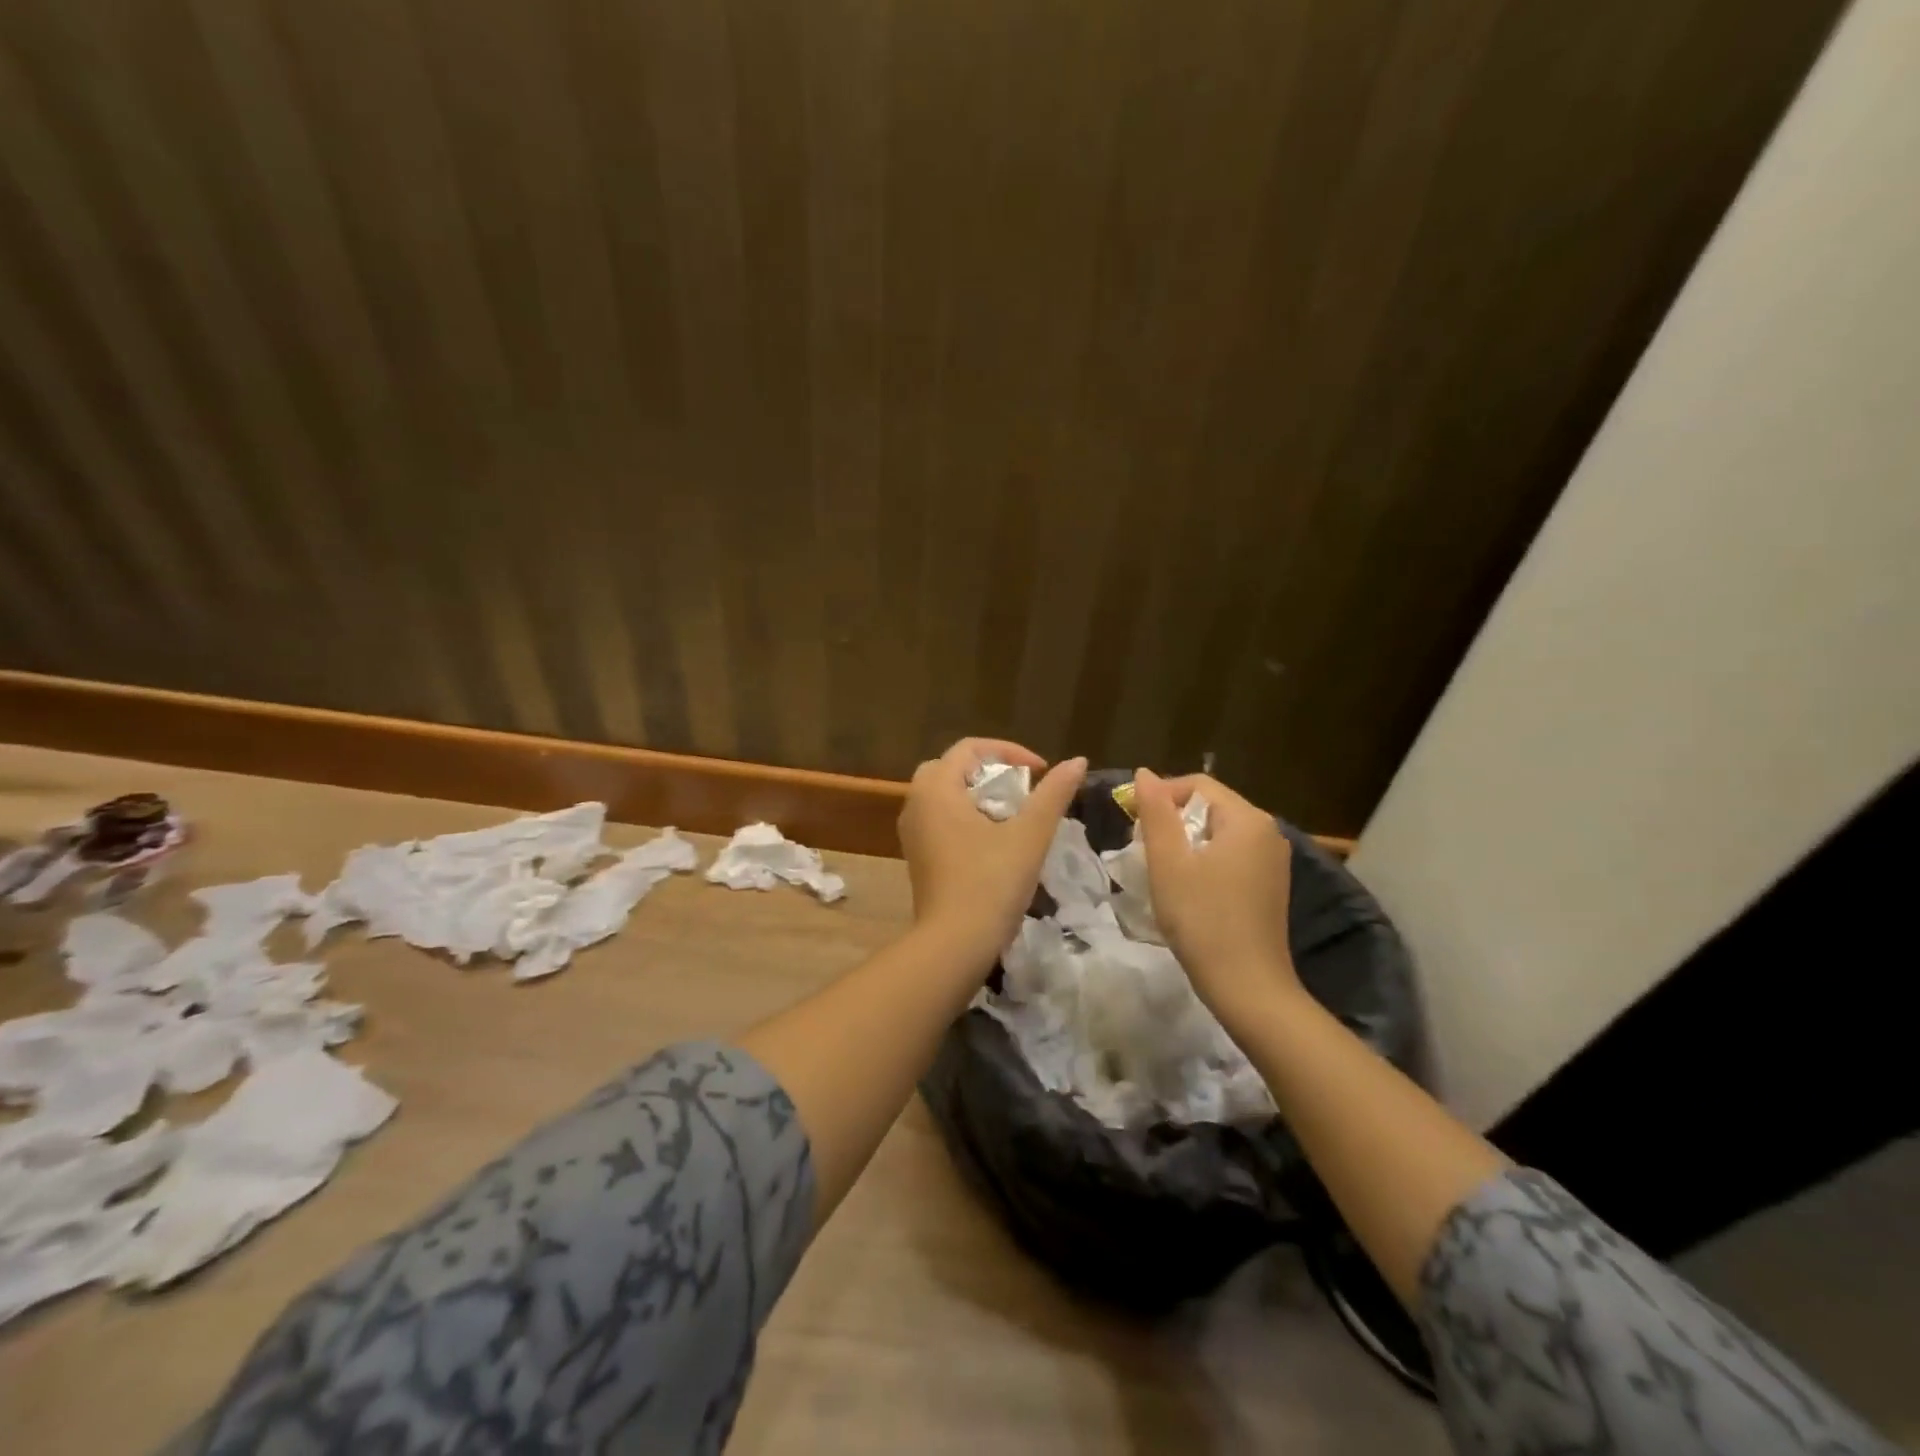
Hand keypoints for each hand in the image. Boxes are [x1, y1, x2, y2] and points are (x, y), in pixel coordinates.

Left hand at [899, 738, 1086, 966]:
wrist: (954, 944)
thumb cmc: (991, 882)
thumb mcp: (1030, 834)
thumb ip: (1053, 794)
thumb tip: (1077, 761)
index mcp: (936, 788)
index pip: (970, 748)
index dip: (1009, 751)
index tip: (1040, 772)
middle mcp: (916, 803)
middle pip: (952, 768)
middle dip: (990, 770)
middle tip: (1022, 788)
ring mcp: (912, 832)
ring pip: (943, 794)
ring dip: (976, 794)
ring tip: (1011, 812)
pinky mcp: (917, 856)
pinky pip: (938, 819)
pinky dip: (964, 816)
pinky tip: (991, 840)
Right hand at [1134, 767, 1300, 1017]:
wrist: (1248, 988)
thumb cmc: (1202, 919)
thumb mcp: (1169, 863)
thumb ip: (1156, 813)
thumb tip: (1144, 773)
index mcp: (1247, 819)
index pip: (1197, 784)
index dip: (1161, 795)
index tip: (1132, 823)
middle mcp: (1268, 832)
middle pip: (1210, 806)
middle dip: (1172, 820)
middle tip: (1143, 849)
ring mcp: (1273, 861)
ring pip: (1219, 833)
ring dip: (1186, 843)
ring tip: (1161, 870)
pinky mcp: (1271, 886)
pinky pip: (1232, 855)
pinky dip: (1205, 861)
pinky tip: (1189, 889)